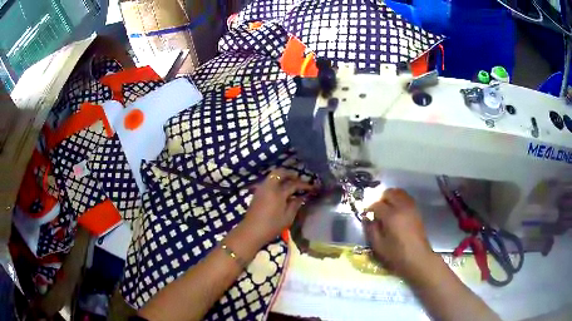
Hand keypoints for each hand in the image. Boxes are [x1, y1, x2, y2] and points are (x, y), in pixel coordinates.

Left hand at [242, 168, 315, 244]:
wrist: (251, 231)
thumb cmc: (271, 226)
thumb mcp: (287, 218)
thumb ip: (295, 205)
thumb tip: (301, 197)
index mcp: (278, 193)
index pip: (293, 184)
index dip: (304, 185)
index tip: (311, 187)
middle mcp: (269, 187)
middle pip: (279, 172)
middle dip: (290, 173)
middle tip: (298, 178)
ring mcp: (261, 189)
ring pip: (272, 176)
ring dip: (282, 176)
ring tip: (291, 183)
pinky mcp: (257, 193)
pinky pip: (268, 181)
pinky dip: (276, 181)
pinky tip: (281, 190)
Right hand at [363, 188, 435, 279]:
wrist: (418, 258)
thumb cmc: (396, 255)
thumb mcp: (378, 246)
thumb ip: (371, 230)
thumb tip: (367, 218)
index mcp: (391, 216)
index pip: (376, 205)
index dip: (370, 209)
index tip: (367, 216)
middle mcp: (402, 207)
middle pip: (390, 193)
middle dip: (381, 199)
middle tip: (377, 211)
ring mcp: (411, 208)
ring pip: (400, 192)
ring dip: (392, 198)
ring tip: (387, 209)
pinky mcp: (417, 211)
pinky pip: (407, 198)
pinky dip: (400, 200)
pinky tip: (397, 211)